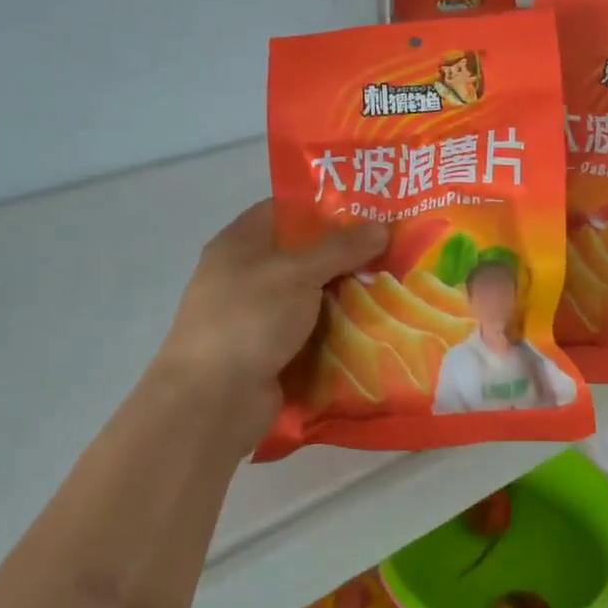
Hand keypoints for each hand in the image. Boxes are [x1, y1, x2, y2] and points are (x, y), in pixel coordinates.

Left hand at [152, 200, 386, 419]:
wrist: (211, 401)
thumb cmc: (248, 319)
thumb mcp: (297, 273)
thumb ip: (340, 248)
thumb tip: (382, 226)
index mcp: (240, 243)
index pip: (286, 210)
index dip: (325, 206)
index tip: (369, 210)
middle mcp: (246, 275)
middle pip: (304, 254)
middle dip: (347, 254)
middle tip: (394, 249)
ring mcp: (258, 316)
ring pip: (312, 296)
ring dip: (347, 295)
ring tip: (395, 286)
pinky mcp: (271, 351)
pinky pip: (312, 332)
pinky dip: (339, 330)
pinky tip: (376, 326)